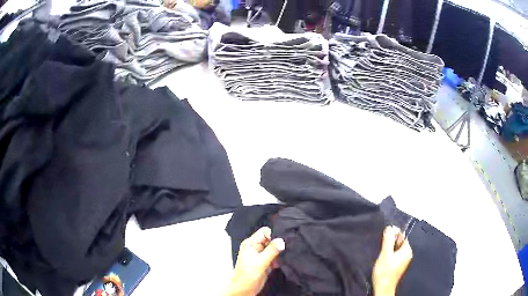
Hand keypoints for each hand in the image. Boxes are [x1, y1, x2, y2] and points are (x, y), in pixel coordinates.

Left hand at [224, 227, 285, 295]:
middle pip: (270, 239)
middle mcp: (256, 247)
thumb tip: (281, 241)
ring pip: (274, 248)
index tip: (281, 242)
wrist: (244, 289)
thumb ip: (271, 251)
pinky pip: (275, 256)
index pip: (265, 232)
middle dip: (278, 244)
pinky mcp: (265, 262)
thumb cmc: (247, 275)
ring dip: (279, 253)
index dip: (273, 235)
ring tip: (279, 259)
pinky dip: (278, 259)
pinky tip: (278, 264)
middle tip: (282, 251)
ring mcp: (261, 255)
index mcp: (251, 243)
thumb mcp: (260, 262)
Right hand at [372, 226, 412, 295]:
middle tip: (382, 249)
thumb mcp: (385, 254)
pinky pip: (395, 256)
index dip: (392, 236)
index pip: (401, 236)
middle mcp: (408, 254)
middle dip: (390, 244)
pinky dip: (390, 256)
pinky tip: (383, 261)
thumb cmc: (385, 271)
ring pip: (396, 250)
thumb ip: (388, 240)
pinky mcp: (399, 266)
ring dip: (389, 250)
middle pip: (399, 243)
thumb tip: (390, 227)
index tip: (384, 240)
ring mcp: (404, 261)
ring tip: (382, 256)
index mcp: (407, 250)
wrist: (383, 288)